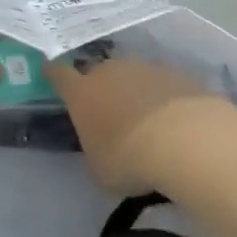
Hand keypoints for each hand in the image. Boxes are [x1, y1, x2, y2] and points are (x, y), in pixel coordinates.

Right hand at [45, 56, 213, 193]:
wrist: (186, 140)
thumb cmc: (129, 158)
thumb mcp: (99, 167)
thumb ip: (95, 149)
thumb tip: (102, 145)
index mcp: (82, 92)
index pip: (58, 74)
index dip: (53, 73)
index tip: (50, 72)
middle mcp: (110, 71)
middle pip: (98, 72)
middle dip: (100, 87)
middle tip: (108, 110)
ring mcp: (145, 68)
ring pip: (132, 75)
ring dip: (134, 91)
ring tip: (146, 119)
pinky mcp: (178, 74)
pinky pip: (162, 84)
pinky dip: (163, 97)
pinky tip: (175, 120)